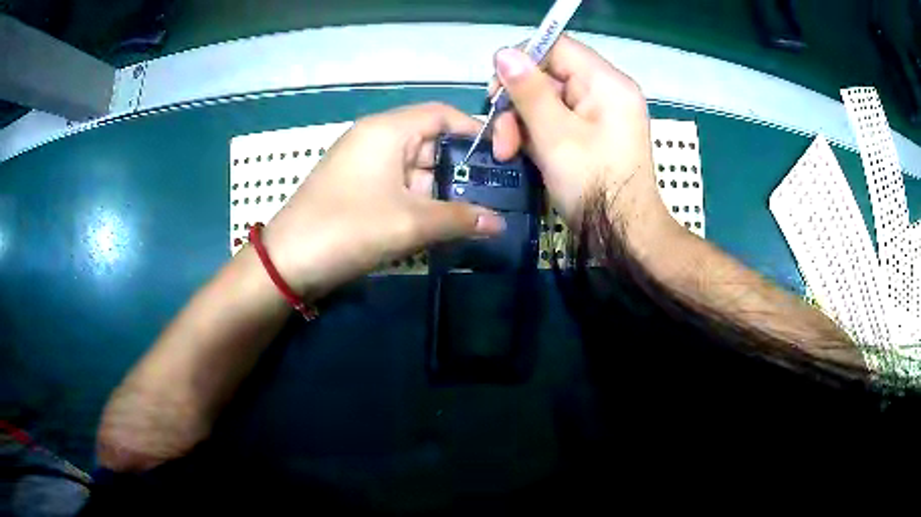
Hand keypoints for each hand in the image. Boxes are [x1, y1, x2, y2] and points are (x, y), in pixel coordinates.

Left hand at [262, 103, 505, 297]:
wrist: (287, 262)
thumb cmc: (348, 228)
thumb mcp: (409, 223)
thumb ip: (459, 218)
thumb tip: (500, 223)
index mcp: (387, 130)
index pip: (440, 113)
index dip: (473, 129)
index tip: (502, 154)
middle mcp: (375, 138)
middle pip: (429, 141)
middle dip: (459, 167)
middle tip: (494, 192)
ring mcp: (364, 164)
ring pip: (414, 167)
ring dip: (440, 189)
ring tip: (475, 211)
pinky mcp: (357, 187)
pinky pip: (397, 185)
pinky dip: (419, 200)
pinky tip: (440, 221)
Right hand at [489, 35, 673, 239]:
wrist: (625, 235)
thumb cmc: (594, 185)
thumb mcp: (555, 136)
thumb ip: (529, 91)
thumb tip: (504, 53)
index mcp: (606, 82)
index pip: (556, 47)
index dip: (521, 62)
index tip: (498, 92)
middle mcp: (607, 90)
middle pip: (549, 75)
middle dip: (518, 104)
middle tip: (500, 138)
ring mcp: (602, 112)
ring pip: (549, 99)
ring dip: (523, 123)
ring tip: (508, 154)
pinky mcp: (596, 131)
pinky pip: (559, 118)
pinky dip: (538, 134)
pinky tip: (525, 154)